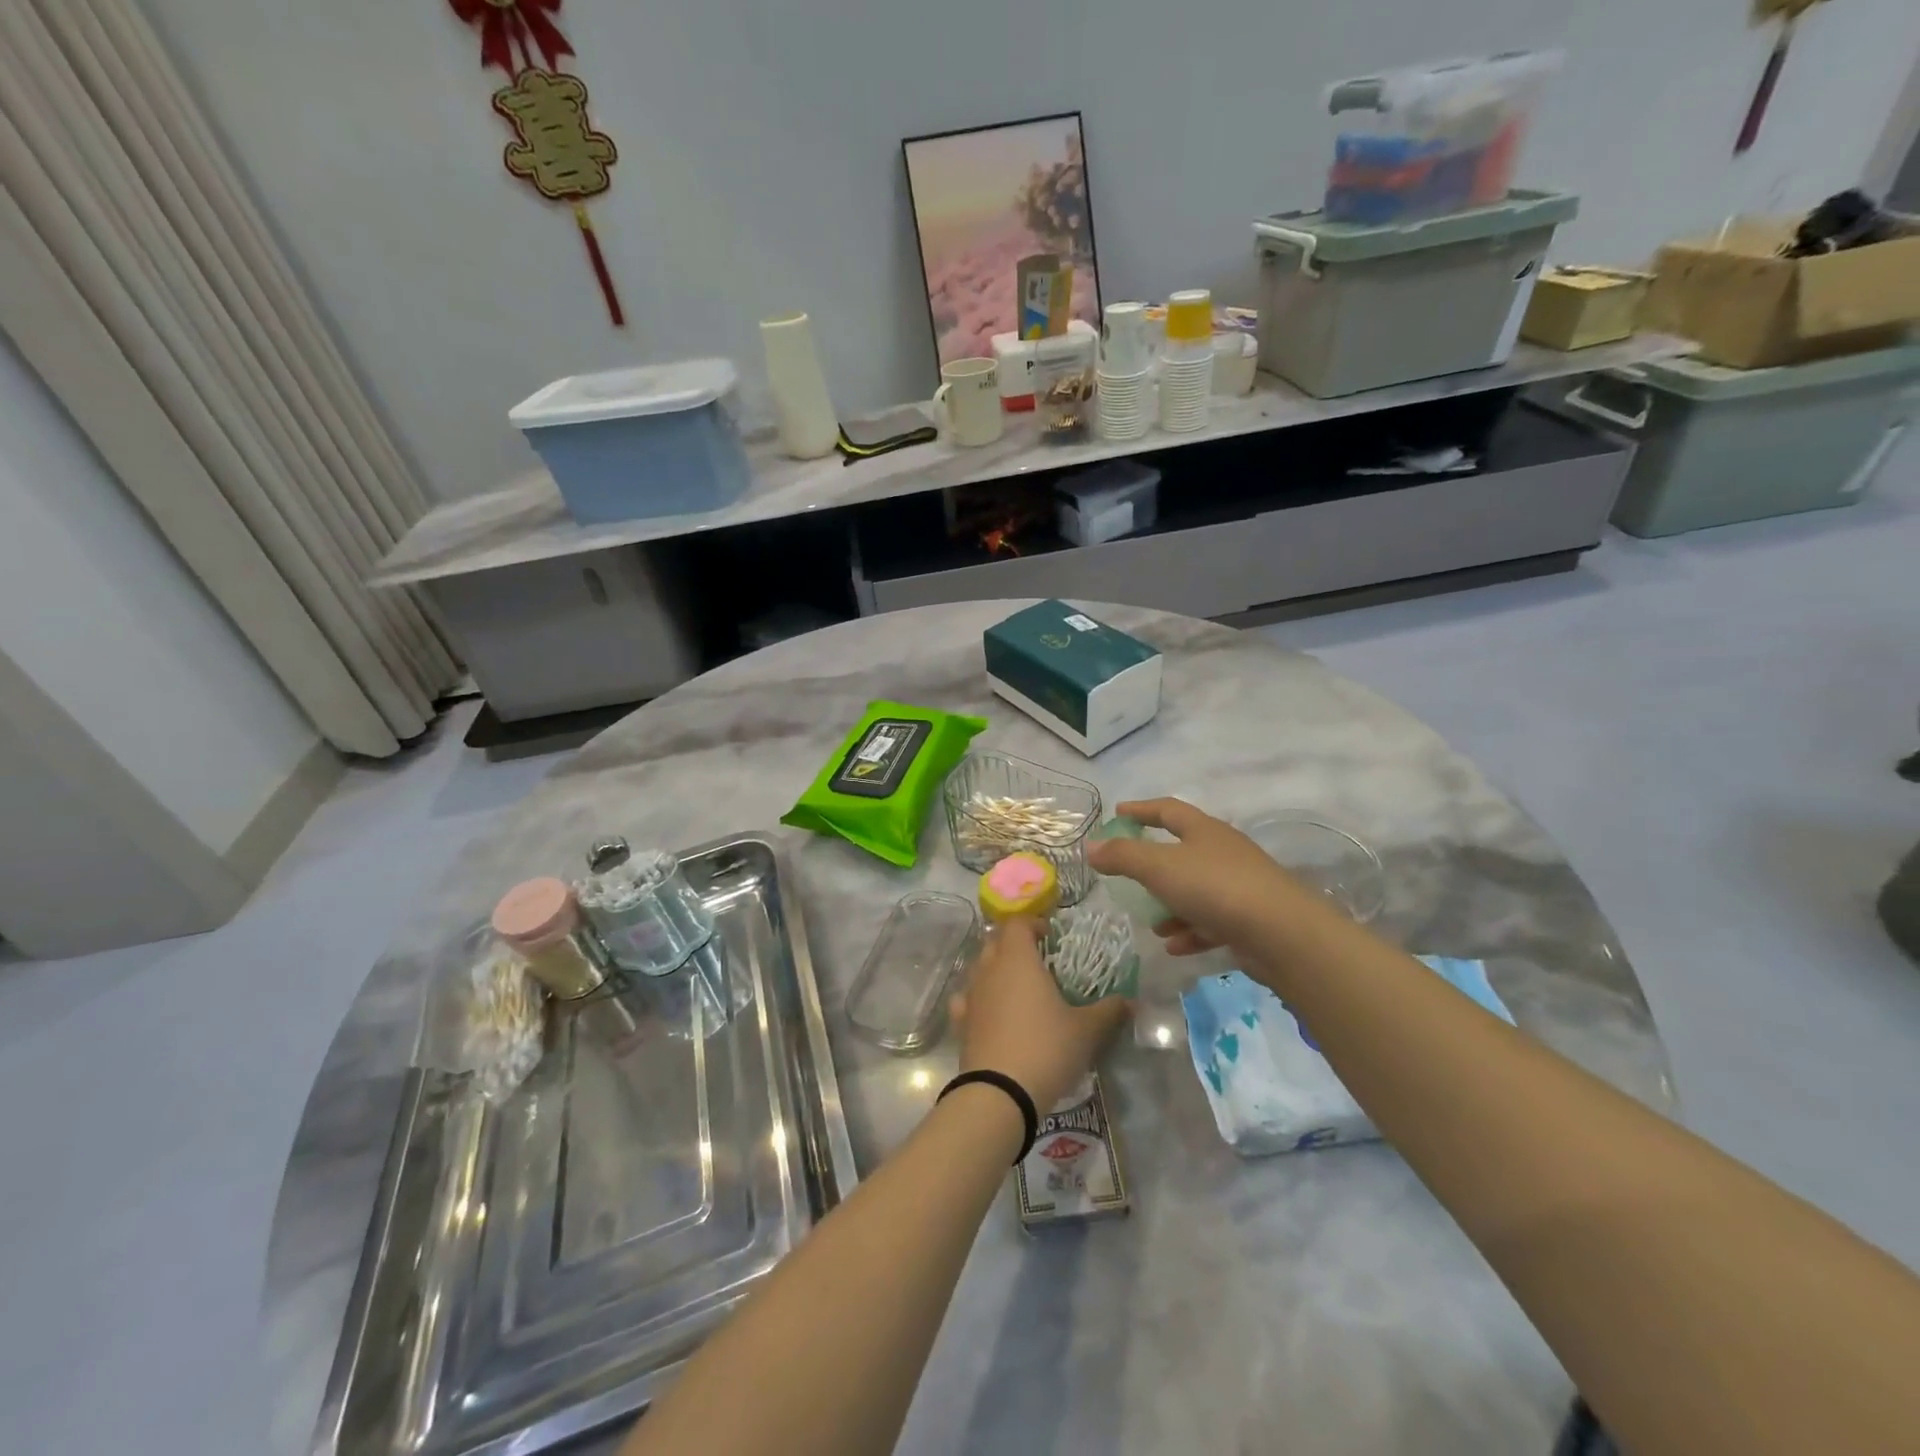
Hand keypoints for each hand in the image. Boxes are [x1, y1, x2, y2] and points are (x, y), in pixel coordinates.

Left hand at [952, 917, 1128, 1110]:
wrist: (999, 1093)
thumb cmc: (1046, 1048)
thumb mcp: (1086, 1031)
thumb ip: (1109, 1011)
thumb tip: (1131, 1001)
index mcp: (1017, 959)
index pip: (1017, 923)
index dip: (1033, 923)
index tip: (1050, 937)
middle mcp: (989, 969)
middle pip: (995, 941)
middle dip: (1014, 945)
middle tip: (1038, 961)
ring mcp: (971, 995)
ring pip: (979, 968)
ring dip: (996, 970)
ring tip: (1019, 988)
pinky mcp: (960, 1022)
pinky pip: (967, 998)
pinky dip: (979, 998)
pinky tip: (991, 1012)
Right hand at [1085, 798, 1319, 956]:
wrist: (1282, 934)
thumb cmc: (1215, 888)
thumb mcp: (1159, 867)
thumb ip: (1123, 856)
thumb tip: (1091, 846)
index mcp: (1204, 831)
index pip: (1168, 810)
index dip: (1141, 810)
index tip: (1118, 812)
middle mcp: (1224, 852)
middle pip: (1183, 851)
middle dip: (1154, 865)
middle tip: (1128, 874)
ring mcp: (1239, 886)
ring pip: (1196, 890)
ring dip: (1171, 904)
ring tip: (1152, 923)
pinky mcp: (1249, 919)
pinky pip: (1211, 921)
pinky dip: (1190, 930)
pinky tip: (1175, 946)